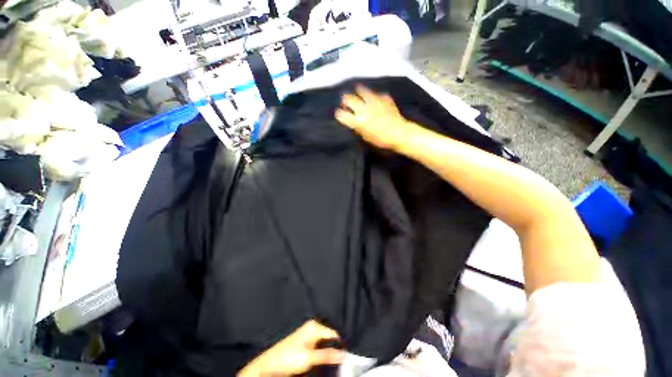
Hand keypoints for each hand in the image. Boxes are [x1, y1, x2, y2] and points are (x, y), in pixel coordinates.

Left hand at [238, 320, 344, 376]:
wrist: (269, 364)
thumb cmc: (287, 358)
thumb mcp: (309, 358)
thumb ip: (327, 355)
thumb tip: (343, 354)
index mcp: (314, 326)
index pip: (333, 333)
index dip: (340, 345)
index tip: (347, 357)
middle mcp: (312, 327)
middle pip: (329, 338)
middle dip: (334, 348)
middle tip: (340, 360)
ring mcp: (308, 335)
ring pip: (325, 343)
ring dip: (328, 352)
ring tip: (332, 361)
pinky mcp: (305, 343)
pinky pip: (319, 346)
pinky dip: (323, 353)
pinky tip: (324, 360)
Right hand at [335, 85, 417, 151]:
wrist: (399, 133)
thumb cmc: (381, 140)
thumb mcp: (365, 136)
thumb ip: (357, 127)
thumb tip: (353, 120)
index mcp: (358, 121)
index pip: (342, 114)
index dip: (339, 113)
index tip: (339, 113)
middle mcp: (363, 108)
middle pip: (348, 98)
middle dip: (345, 100)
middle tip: (346, 102)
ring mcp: (374, 100)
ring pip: (361, 90)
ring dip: (357, 92)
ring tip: (358, 94)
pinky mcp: (384, 97)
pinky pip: (375, 94)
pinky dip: (373, 96)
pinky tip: (375, 100)